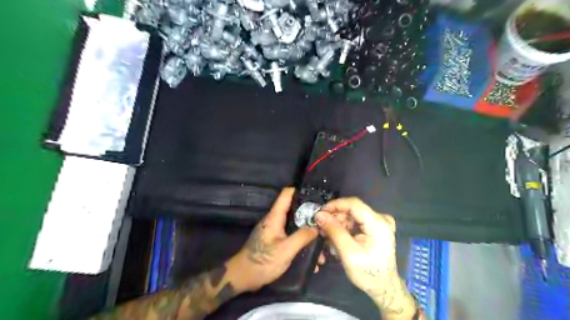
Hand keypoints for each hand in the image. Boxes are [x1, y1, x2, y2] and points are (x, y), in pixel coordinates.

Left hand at [225, 188, 318, 291]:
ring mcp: (274, 230)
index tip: (317, 196)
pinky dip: (301, 241)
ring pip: (294, 224)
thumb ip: (302, 237)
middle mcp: (274, 220)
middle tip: (326, 220)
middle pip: (294, 209)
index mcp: (275, 217)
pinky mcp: (275, 240)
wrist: (243, 277)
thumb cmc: (263, 261)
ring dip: (308, 232)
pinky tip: (312, 254)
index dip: (300, 191)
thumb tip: (318, 227)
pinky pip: (291, 235)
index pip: (286, 194)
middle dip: (310, 214)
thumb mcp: (286, 250)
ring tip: (323, 244)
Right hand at [314, 198, 417, 319]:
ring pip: (352, 214)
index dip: (335, 205)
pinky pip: (356, 220)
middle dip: (335, 217)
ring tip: (328, 235)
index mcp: (378, 223)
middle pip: (352, 209)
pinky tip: (337, 236)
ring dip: (338, 223)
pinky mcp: (376, 227)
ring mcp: (379, 222)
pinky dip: (345, 227)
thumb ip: (334, 231)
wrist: (383, 287)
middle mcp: (381, 218)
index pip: (354, 204)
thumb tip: (319, 214)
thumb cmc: (367, 273)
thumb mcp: (348, 253)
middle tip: (322, 227)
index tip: (320, 213)